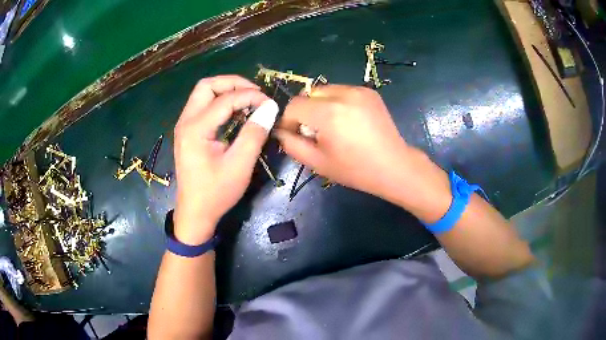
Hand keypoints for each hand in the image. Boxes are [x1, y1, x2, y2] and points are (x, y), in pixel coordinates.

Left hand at [173, 75, 275, 243]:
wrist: (195, 213)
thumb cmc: (216, 193)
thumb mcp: (239, 165)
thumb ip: (254, 133)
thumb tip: (270, 107)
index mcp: (196, 129)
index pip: (225, 99)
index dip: (250, 96)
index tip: (270, 103)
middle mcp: (186, 121)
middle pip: (207, 86)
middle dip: (232, 83)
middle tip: (255, 92)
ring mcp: (184, 126)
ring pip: (203, 93)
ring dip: (226, 91)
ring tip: (248, 99)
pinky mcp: (187, 132)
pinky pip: (203, 106)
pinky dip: (220, 102)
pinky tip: (235, 112)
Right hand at [276, 85, 419, 200]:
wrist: (393, 166)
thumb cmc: (355, 169)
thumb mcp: (317, 162)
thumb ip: (291, 144)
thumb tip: (280, 130)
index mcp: (328, 114)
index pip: (294, 105)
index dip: (289, 120)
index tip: (295, 134)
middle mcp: (343, 94)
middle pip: (309, 94)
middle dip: (306, 111)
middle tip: (316, 132)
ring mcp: (359, 90)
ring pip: (325, 91)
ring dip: (321, 105)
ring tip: (333, 125)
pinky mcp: (369, 91)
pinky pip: (342, 91)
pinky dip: (337, 102)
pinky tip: (348, 120)